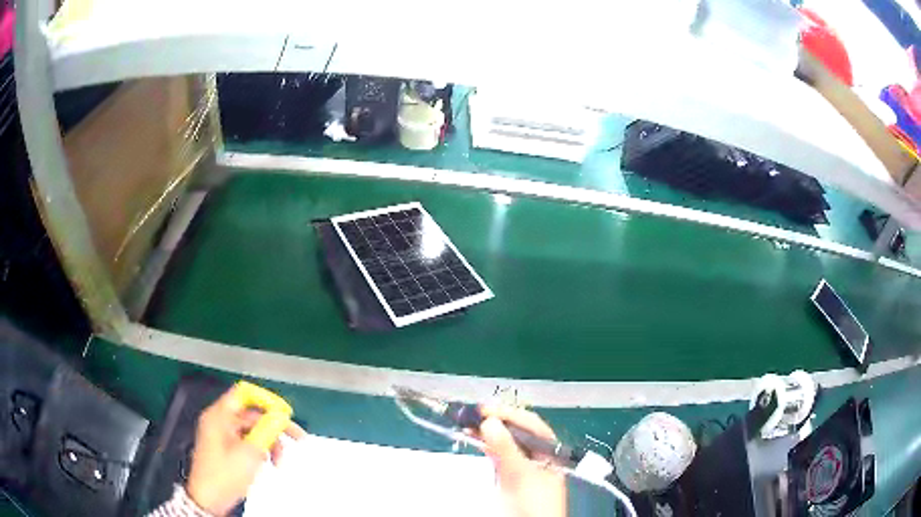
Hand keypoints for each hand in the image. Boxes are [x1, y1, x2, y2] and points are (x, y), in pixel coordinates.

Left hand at [187, 385, 305, 515]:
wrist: (209, 500)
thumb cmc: (224, 475)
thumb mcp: (248, 453)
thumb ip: (265, 431)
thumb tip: (280, 417)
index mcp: (219, 415)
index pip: (244, 394)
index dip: (265, 400)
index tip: (284, 413)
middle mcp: (220, 421)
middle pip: (251, 414)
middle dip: (274, 427)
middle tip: (296, 438)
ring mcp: (223, 436)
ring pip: (252, 430)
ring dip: (269, 443)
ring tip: (279, 461)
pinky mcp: (227, 449)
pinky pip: (248, 442)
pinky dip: (261, 450)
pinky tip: (268, 463)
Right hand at [479, 406, 566, 516]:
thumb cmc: (536, 503)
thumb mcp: (521, 473)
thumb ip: (506, 448)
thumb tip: (491, 422)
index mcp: (549, 450)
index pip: (530, 424)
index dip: (508, 413)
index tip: (486, 410)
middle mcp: (538, 455)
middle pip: (517, 431)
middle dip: (496, 421)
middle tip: (474, 414)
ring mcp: (523, 465)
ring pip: (505, 442)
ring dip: (488, 431)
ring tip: (470, 423)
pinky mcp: (510, 475)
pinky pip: (498, 454)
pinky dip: (486, 444)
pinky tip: (476, 438)